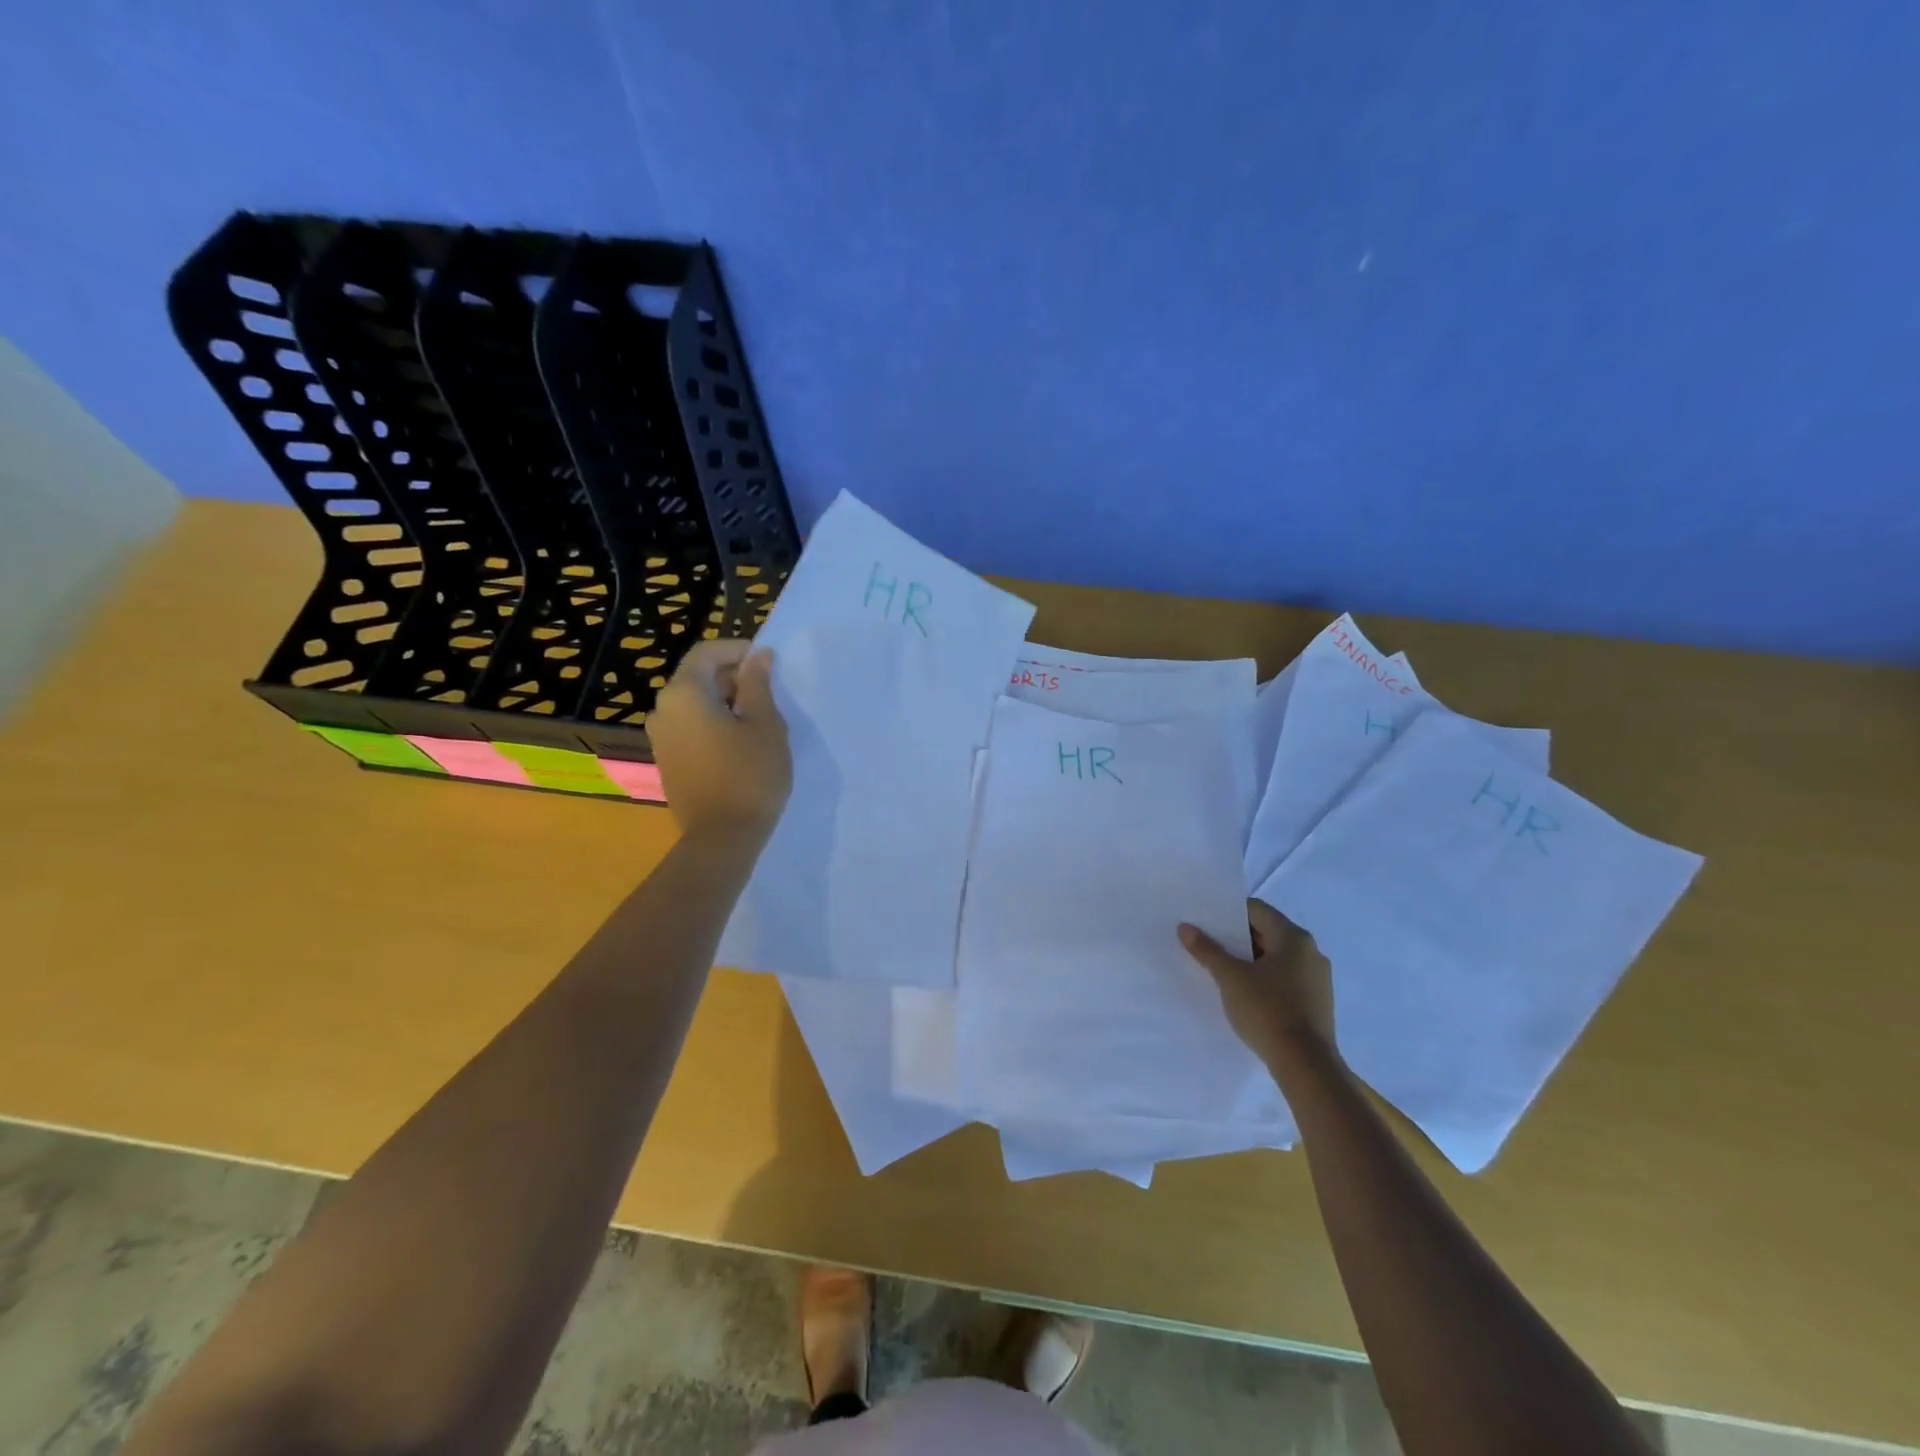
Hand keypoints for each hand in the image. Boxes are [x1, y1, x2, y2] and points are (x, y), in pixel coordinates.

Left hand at [647, 640, 791, 841]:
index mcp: (683, 693)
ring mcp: (660, 737)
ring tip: (758, 720)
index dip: (739, 650)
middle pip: (697, 676)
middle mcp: (662, 709)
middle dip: (733, 677)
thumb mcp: (765, 724)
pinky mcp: (667, 761)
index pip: (707, 652)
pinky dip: (713, 724)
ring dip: (725, 702)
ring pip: (694, 704)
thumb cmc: (750, 774)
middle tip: (769, 693)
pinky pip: (689, 727)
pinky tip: (740, 744)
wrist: (722, 837)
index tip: (769, 664)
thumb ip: (758, 684)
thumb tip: (758, 656)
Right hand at [1179, 900, 1335, 1070]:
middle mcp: (1311, 951)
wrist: (1306, 1066)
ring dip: (1251, 960)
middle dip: (1238, 938)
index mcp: (1294, 937)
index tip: (1207, 924)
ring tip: (1223, 971)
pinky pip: (1286, 978)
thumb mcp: (1230, 978)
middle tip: (1210, 946)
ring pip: (1277, 957)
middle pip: (1268, 932)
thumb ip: (1207, 950)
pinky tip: (1247, 994)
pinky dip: (1266, 979)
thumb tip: (1185, 927)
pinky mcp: (1318, 1002)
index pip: (1257, 910)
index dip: (1229, 914)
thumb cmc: (1267, 1010)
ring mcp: (1318, 978)